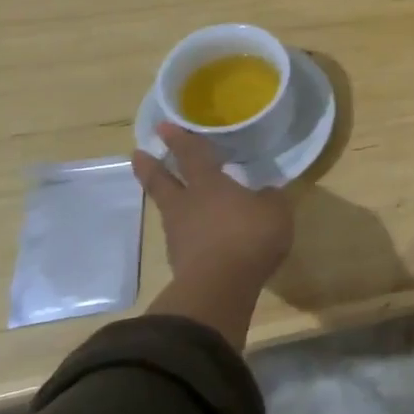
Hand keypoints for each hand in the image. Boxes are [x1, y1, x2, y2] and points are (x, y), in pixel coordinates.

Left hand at [132, 123, 293, 346]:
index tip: (163, 126)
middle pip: (162, 181)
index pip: (191, 155)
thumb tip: (265, 194)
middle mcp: (187, 205)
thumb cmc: (249, 237)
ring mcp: (179, 235)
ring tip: (176, 197)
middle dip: (151, 166)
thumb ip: (270, 199)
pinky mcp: (181, 262)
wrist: (220, 287)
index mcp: (209, 185)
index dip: (179, 139)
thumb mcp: (275, 211)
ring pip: (170, 210)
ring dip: (169, 200)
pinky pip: (183, 238)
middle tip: (138, 154)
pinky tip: (199, 234)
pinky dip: (188, 232)